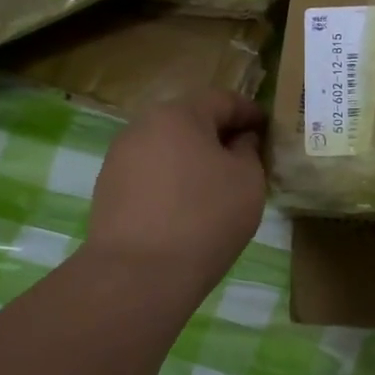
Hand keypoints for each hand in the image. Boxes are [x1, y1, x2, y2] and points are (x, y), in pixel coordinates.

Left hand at [86, 90, 267, 294]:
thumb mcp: (248, 181)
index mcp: (179, 114)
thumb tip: (238, 141)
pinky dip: (172, 182)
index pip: (222, 99)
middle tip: (244, 158)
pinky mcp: (107, 190)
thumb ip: (248, 151)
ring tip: (215, 187)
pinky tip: (186, 208)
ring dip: (192, 159)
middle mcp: (142, 126)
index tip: (268, 128)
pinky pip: (150, 175)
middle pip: (189, 121)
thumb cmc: (205, 218)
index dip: (249, 112)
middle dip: (218, 135)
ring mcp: (119, 158)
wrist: (138, 275)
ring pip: (167, 148)